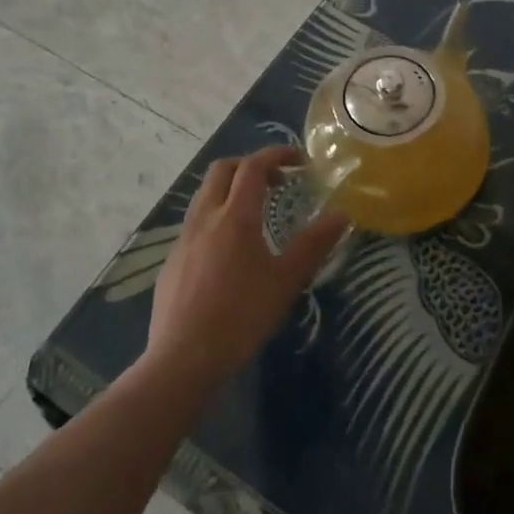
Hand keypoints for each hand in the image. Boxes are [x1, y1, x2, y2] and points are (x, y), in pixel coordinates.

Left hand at [143, 146, 347, 389]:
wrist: (183, 359)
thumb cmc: (241, 316)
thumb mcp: (286, 280)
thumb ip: (314, 244)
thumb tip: (342, 214)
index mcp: (235, 217)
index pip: (253, 166)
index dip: (277, 154)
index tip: (299, 160)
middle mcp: (205, 217)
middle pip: (222, 170)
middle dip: (250, 165)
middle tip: (276, 182)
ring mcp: (183, 239)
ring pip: (204, 194)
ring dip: (230, 189)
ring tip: (255, 212)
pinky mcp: (172, 260)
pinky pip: (195, 222)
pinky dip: (216, 216)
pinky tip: (229, 250)